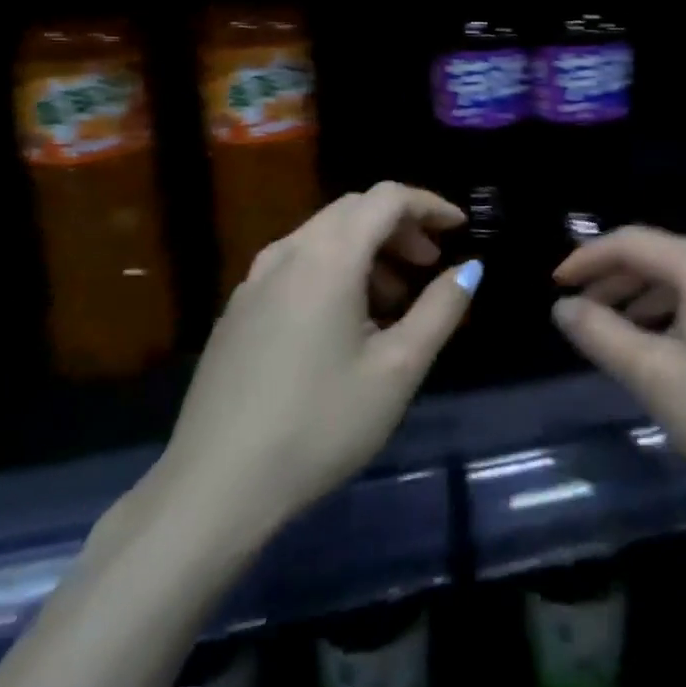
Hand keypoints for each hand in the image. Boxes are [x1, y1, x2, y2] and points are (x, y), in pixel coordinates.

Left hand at [155, 183, 478, 551]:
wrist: (215, 488)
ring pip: (323, 237)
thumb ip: (440, 309)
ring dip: (367, 250)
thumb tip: (470, 268)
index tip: (460, 227)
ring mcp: (254, 282)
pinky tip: (346, 324)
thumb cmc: (320, 424)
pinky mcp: (237, 312)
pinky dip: (335, 270)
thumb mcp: (398, 369)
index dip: (429, 204)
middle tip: (430, 264)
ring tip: (394, 300)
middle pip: (353, 211)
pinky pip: (297, 266)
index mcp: (328, 258)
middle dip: (400, 226)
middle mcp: (287, 254)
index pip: (386, 198)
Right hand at [553, 226, 685, 511]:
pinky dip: (672, 306)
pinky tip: (656, 338)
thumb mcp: (653, 377)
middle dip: (614, 278)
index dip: (588, 259)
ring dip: (641, 294)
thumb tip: (563, 307)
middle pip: (659, 253)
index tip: (556, 286)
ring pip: (682, 273)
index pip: (632, 242)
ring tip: (610, 327)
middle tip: (579, 310)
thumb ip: (601, 334)